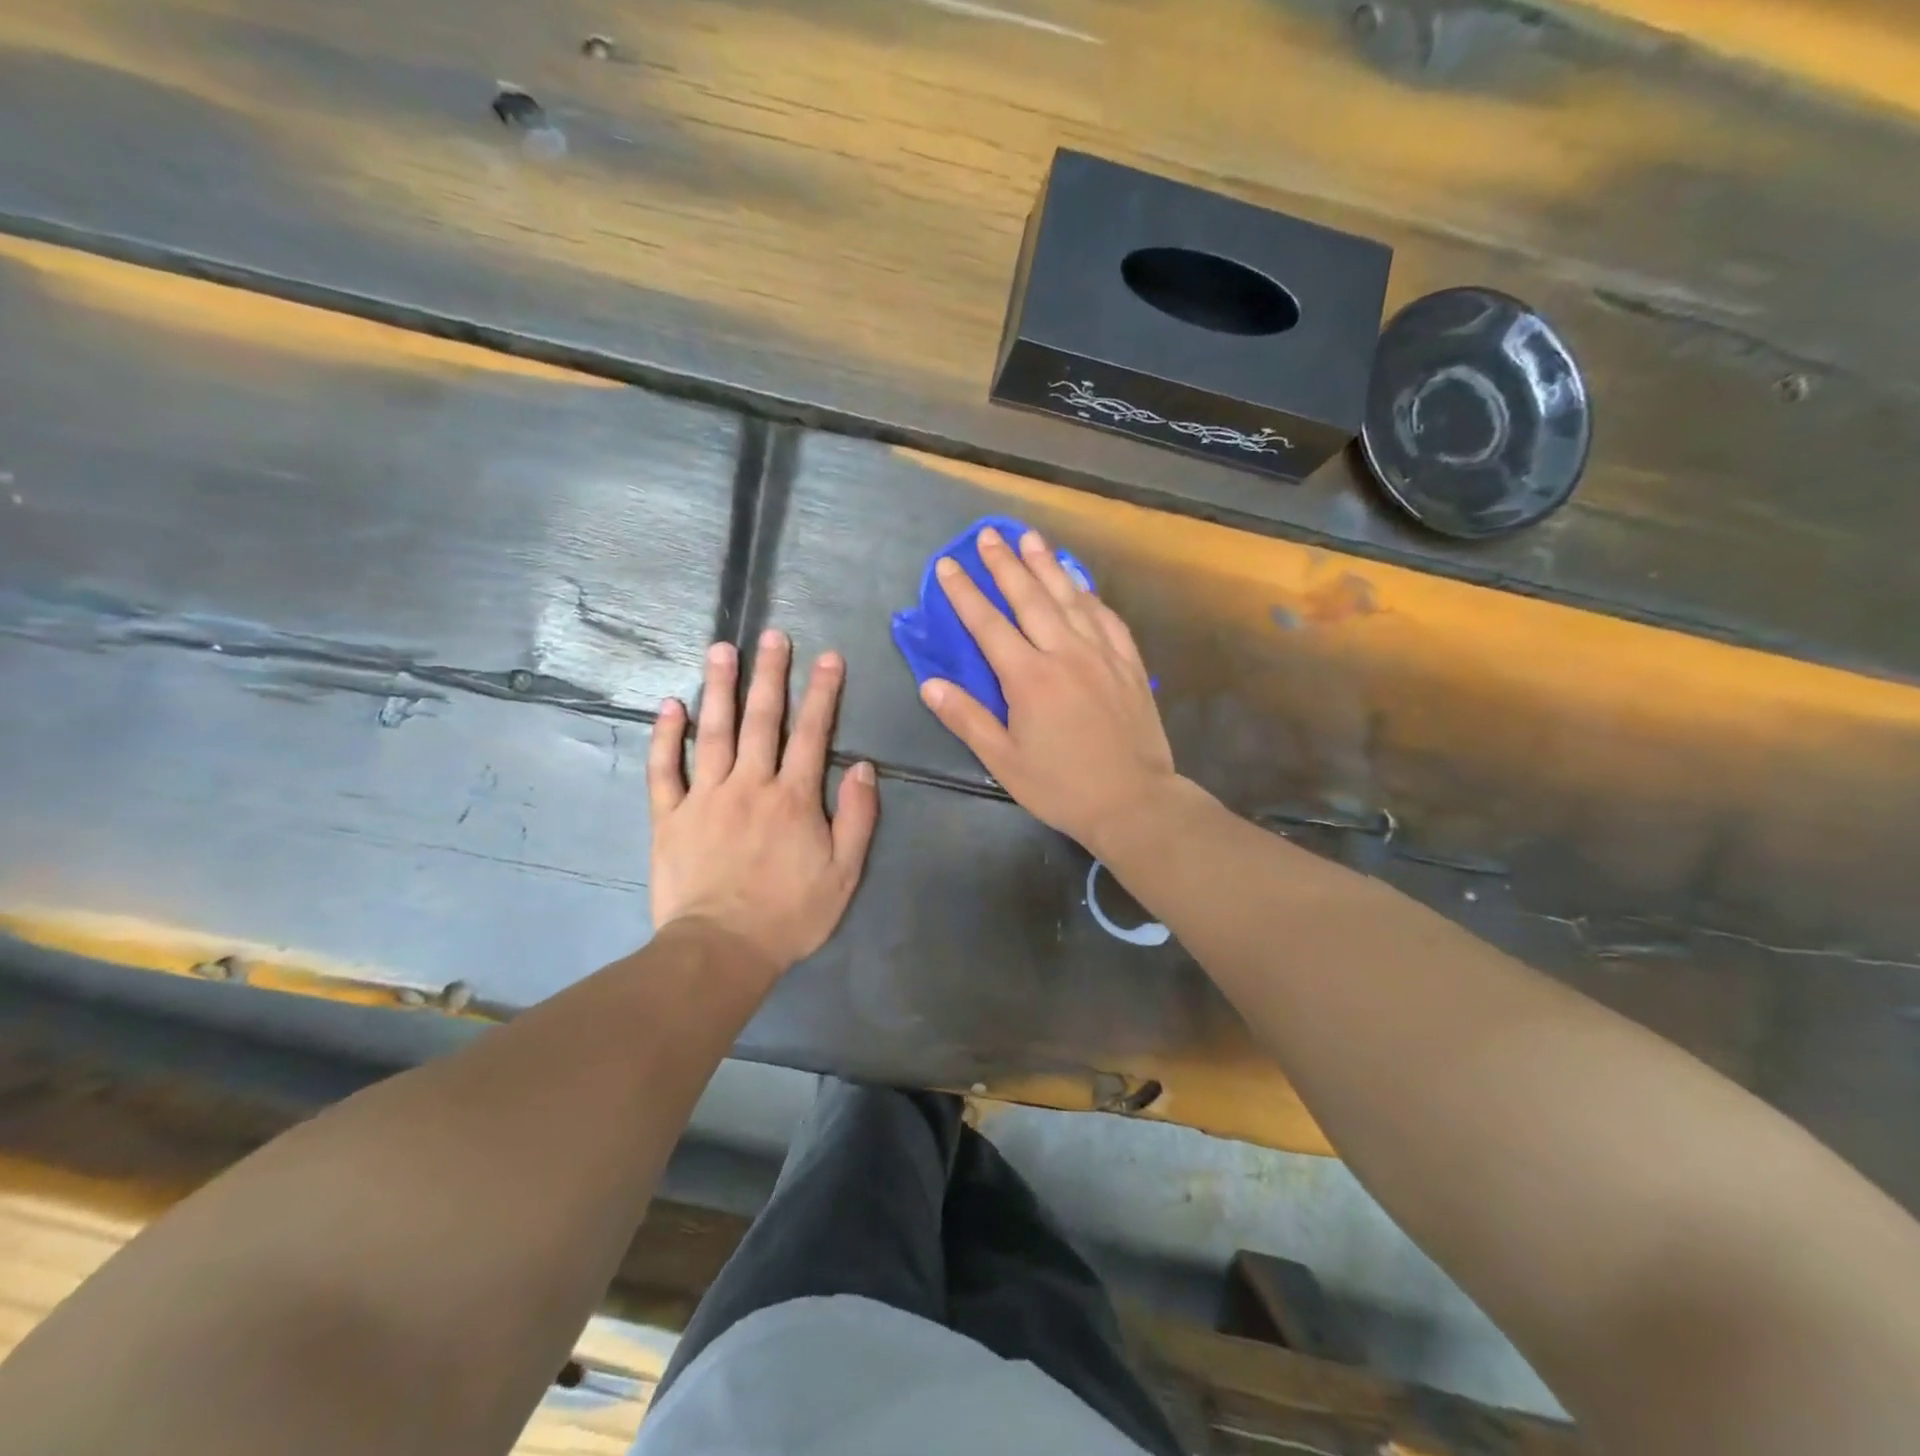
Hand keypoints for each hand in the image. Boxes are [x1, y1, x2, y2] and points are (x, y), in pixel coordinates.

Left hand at [647, 629, 878, 976]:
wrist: (722, 950)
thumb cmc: (790, 914)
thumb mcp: (844, 872)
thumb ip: (858, 817)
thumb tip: (864, 767)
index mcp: (794, 797)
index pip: (813, 733)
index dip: (823, 693)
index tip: (829, 658)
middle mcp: (750, 784)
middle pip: (761, 720)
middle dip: (770, 674)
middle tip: (772, 635)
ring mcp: (706, 797)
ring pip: (713, 731)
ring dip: (719, 687)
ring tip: (721, 649)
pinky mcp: (671, 816)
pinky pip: (665, 769)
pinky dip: (666, 736)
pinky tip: (670, 705)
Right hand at [919, 526, 1179, 854]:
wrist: (1134, 801)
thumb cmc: (1062, 786)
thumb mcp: (1004, 761)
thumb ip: (967, 719)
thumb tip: (930, 684)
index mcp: (1029, 678)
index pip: (988, 624)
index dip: (964, 593)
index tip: (948, 564)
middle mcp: (1065, 653)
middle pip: (1031, 598)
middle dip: (1006, 564)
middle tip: (989, 534)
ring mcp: (1102, 654)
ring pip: (1070, 598)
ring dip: (1047, 565)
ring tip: (1030, 537)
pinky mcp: (1129, 664)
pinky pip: (1107, 618)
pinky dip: (1089, 594)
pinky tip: (1080, 582)